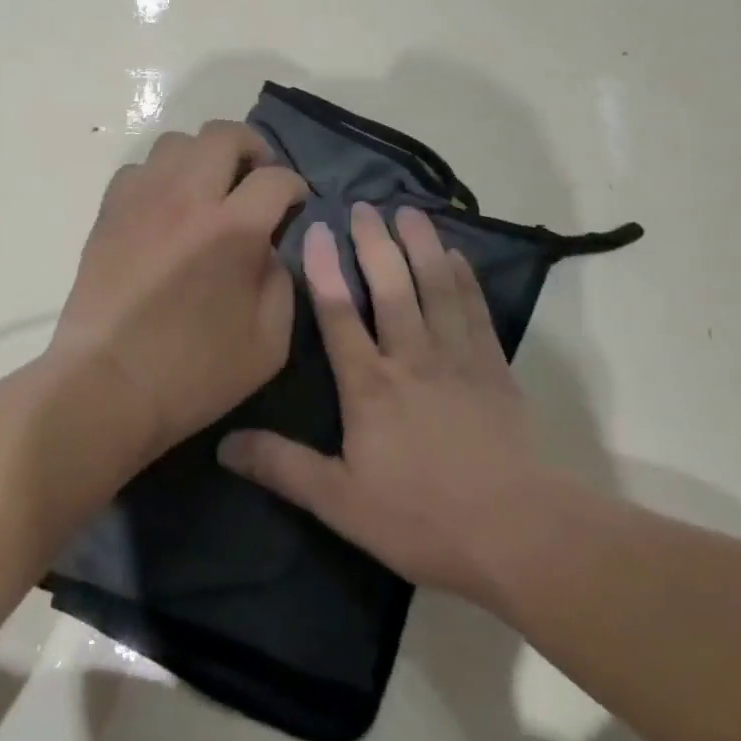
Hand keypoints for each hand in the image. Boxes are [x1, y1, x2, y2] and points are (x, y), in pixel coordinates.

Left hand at [47, 121, 308, 468]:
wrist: (106, 386)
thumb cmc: (193, 374)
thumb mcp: (269, 343)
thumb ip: (283, 283)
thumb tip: (271, 248)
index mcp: (234, 229)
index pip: (275, 178)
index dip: (294, 186)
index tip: (295, 202)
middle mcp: (188, 198)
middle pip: (224, 134)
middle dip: (252, 148)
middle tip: (257, 178)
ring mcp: (143, 199)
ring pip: (178, 142)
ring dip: (204, 156)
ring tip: (210, 188)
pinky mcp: (110, 211)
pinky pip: (140, 169)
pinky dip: (162, 176)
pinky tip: (167, 207)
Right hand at [217, 202, 545, 605]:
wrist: (517, 533)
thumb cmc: (422, 518)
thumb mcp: (340, 502)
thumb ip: (283, 467)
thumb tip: (223, 444)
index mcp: (369, 384)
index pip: (338, 314)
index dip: (323, 269)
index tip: (315, 229)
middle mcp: (411, 356)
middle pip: (390, 286)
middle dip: (374, 243)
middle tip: (364, 207)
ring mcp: (457, 357)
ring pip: (435, 287)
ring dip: (420, 245)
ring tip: (408, 212)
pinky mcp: (493, 367)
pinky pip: (475, 310)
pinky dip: (465, 278)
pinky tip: (456, 256)